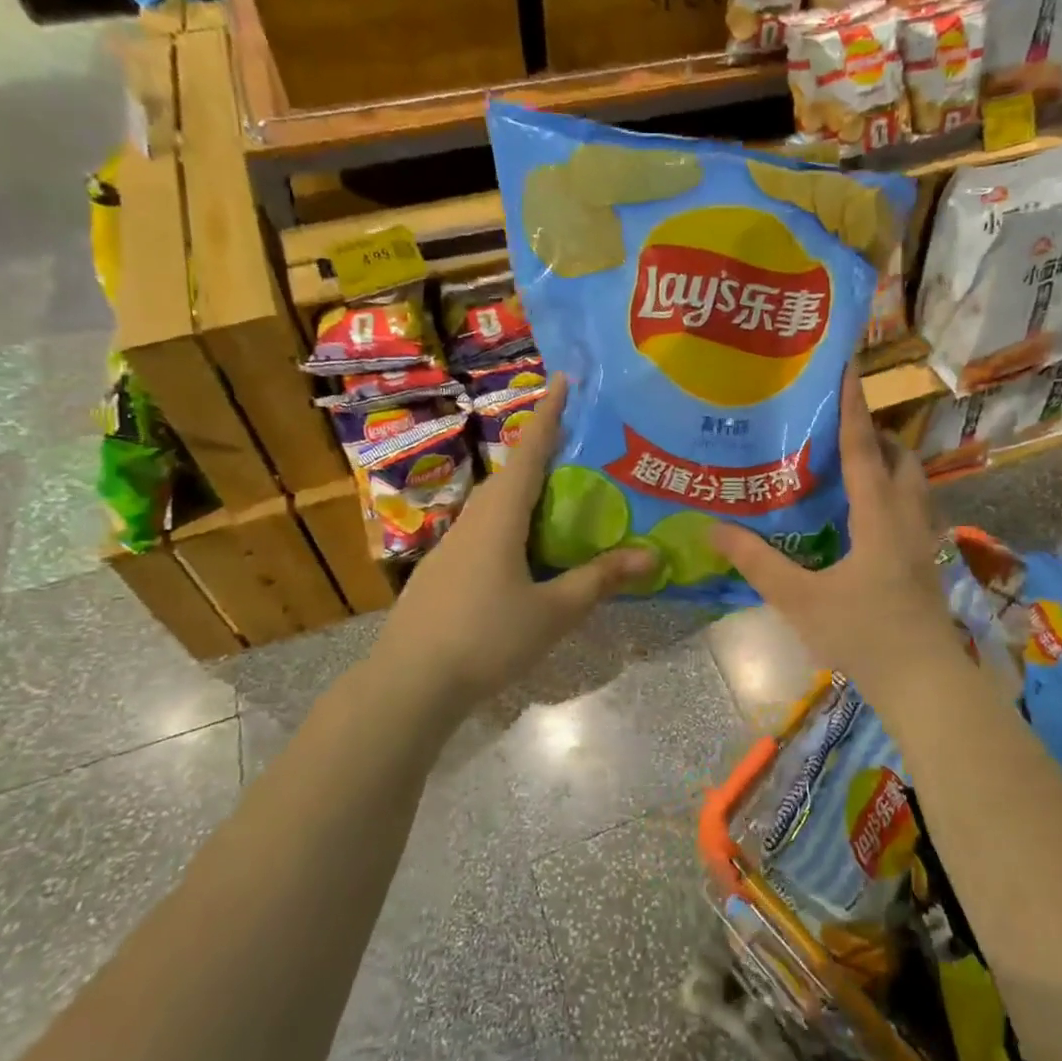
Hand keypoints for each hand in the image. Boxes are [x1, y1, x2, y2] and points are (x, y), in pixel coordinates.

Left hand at [369, 374, 655, 706]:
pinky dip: (515, 523)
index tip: (564, 378)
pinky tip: (530, 549)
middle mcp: (474, 517)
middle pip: (514, 473)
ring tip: (565, 495)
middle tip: (584, 445)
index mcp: (501, 514)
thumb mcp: (554, 611)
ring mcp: (454, 544)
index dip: (550, 413)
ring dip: (529, 491)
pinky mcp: (445, 569)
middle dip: (545, 451)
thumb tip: (652, 555)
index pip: (530, 450)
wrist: (410, 682)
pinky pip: (488, 529)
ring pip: (498, 504)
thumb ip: (600, 579)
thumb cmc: (486, 637)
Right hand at [709, 368, 960, 693]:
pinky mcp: (927, 561)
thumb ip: (757, 562)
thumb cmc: (863, 635)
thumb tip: (713, 529)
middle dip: (875, 435)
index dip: (853, 408)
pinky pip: (913, 508)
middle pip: (901, 458)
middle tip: (837, 429)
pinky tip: (866, 516)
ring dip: (889, 463)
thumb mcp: (800, 599)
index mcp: (879, 516)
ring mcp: (924, 540)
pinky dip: (893, 493)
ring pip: (914, 483)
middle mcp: (908, 518)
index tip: (848, 369)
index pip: (864, 449)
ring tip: (851, 465)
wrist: (925, 683)